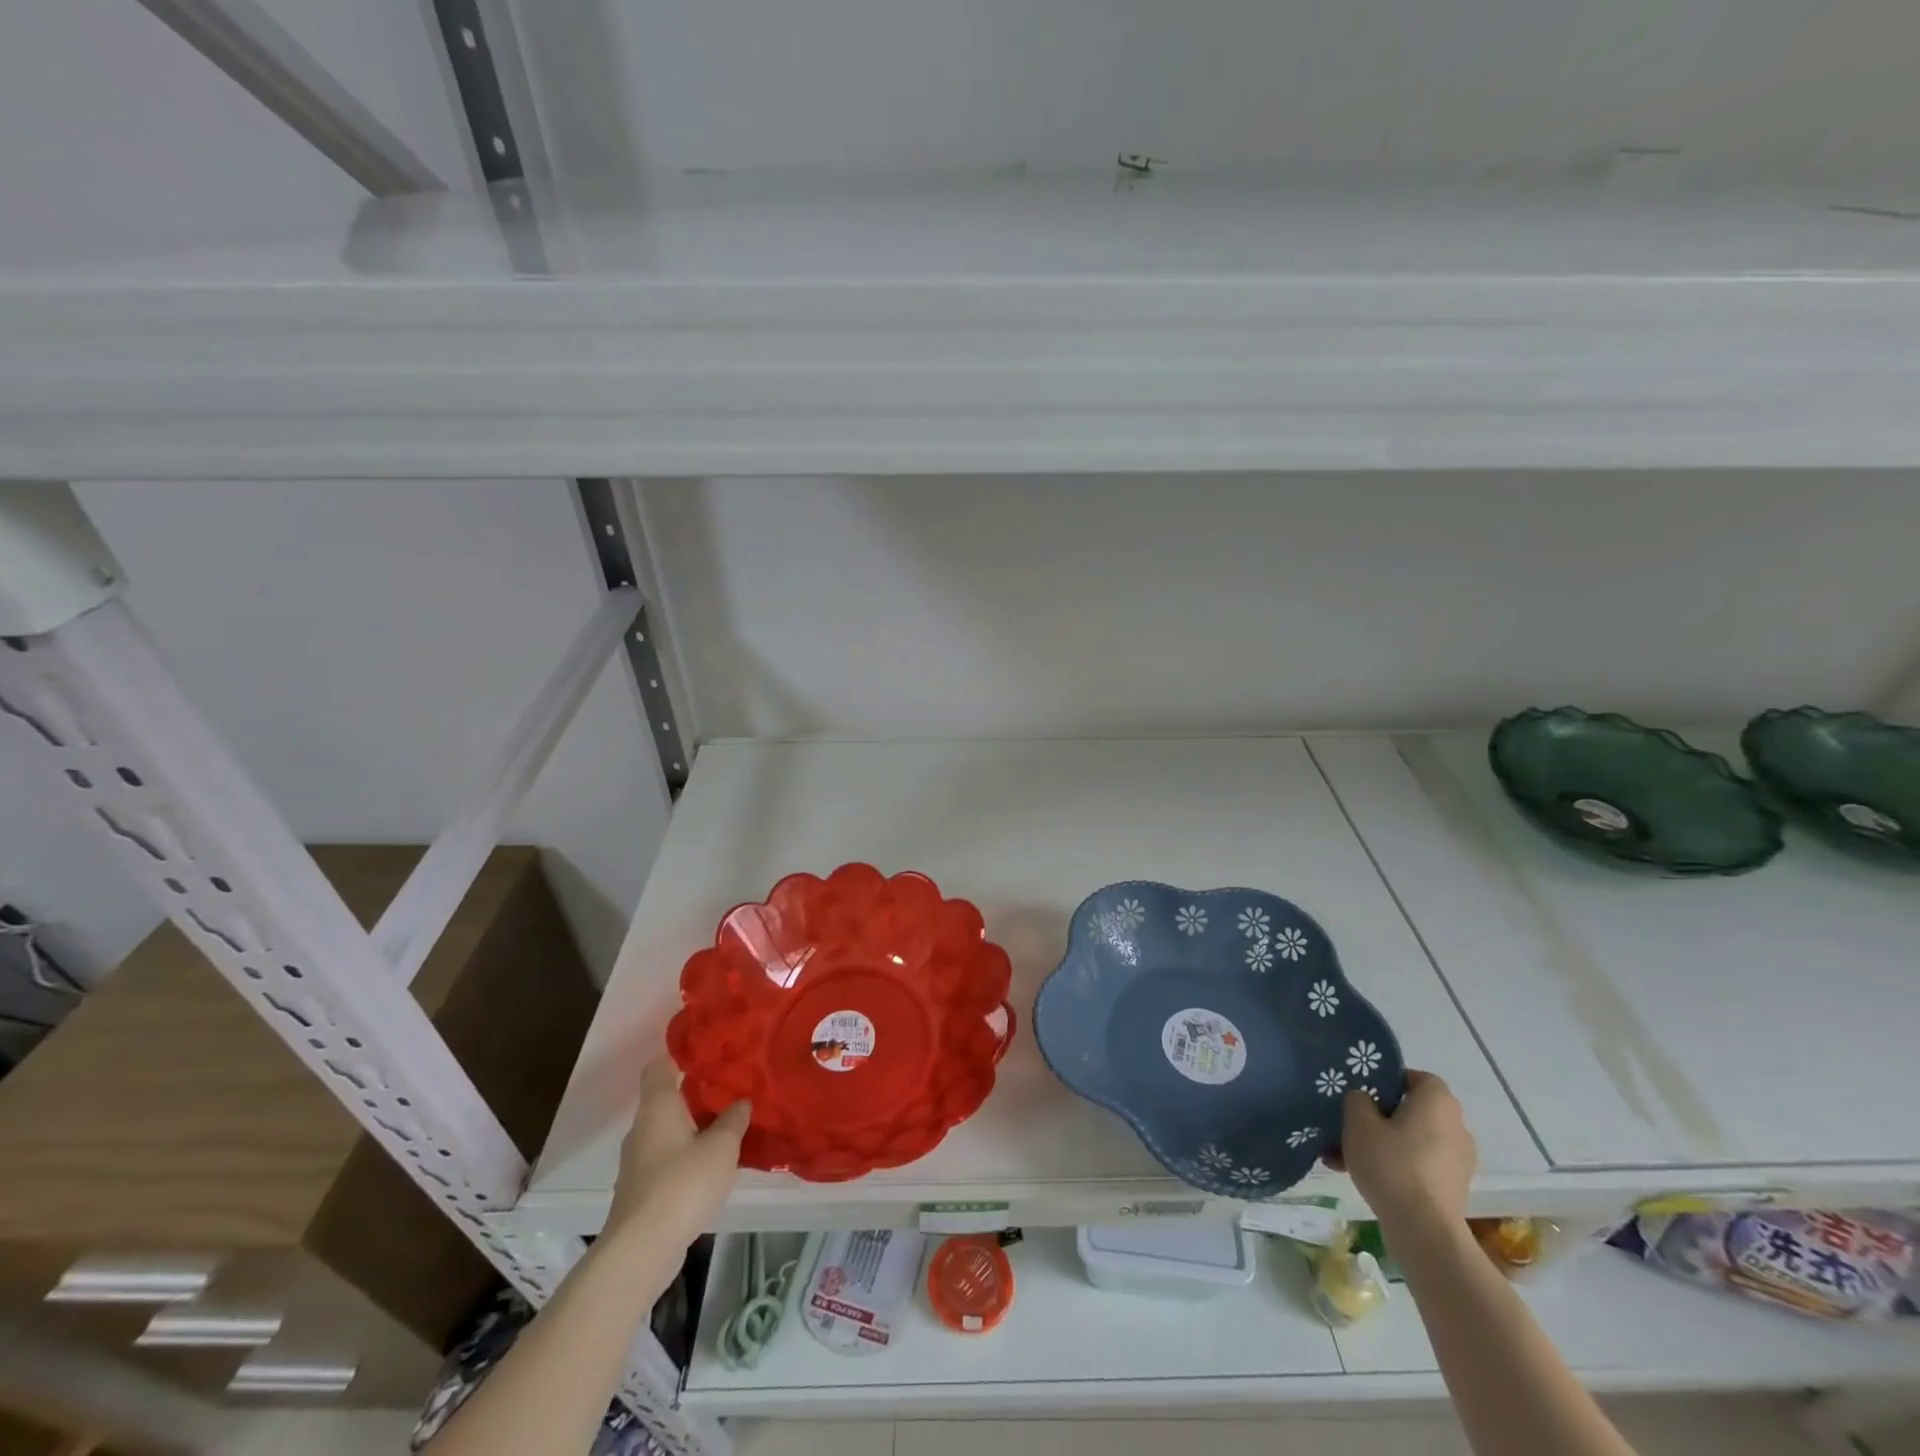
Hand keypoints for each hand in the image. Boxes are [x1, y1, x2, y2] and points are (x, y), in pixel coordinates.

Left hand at [605, 1058, 748, 1244]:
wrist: (641, 1250)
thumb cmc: (682, 1184)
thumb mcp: (722, 1147)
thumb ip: (734, 1119)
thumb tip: (740, 1102)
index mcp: (658, 1106)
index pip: (660, 1065)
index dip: (681, 1055)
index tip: (709, 1053)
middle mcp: (642, 1127)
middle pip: (667, 1098)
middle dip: (697, 1093)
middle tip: (731, 1089)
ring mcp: (638, 1161)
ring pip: (668, 1130)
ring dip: (694, 1127)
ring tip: (728, 1127)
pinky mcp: (641, 1189)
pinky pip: (668, 1158)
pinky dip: (687, 1155)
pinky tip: (712, 1166)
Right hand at [1331, 1069, 1475, 1234]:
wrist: (1424, 1230)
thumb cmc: (1391, 1164)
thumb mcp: (1358, 1121)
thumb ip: (1357, 1099)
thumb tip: (1364, 1099)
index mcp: (1438, 1101)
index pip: (1414, 1077)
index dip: (1387, 1081)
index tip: (1362, 1094)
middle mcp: (1456, 1125)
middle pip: (1412, 1110)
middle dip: (1380, 1116)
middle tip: (1351, 1125)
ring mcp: (1459, 1159)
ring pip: (1412, 1139)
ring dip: (1384, 1143)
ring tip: (1347, 1156)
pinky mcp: (1454, 1187)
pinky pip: (1419, 1164)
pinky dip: (1396, 1165)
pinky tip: (1363, 1176)